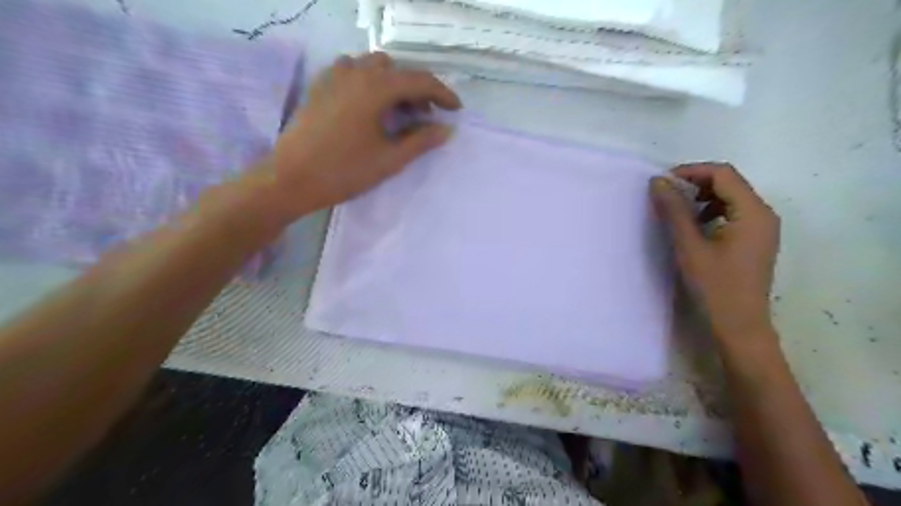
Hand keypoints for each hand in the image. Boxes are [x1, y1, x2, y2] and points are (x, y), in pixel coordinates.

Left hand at [257, 52, 459, 220]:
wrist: (292, 178)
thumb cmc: (345, 171)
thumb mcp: (390, 159)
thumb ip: (421, 140)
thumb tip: (446, 129)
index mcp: (376, 88)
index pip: (419, 81)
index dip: (443, 94)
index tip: (456, 110)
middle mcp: (356, 72)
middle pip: (397, 71)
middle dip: (417, 90)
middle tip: (425, 117)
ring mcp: (334, 76)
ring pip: (374, 67)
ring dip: (393, 84)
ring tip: (397, 111)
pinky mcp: (320, 86)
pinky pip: (352, 71)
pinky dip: (369, 82)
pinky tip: (369, 106)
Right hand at [651, 163, 778, 340]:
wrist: (739, 326)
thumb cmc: (715, 287)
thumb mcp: (690, 246)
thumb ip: (674, 211)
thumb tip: (658, 181)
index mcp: (752, 212)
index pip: (723, 174)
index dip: (691, 172)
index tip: (663, 182)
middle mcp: (763, 214)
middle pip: (729, 183)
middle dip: (696, 183)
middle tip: (666, 195)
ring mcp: (762, 228)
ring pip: (731, 197)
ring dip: (703, 197)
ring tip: (678, 211)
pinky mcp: (755, 240)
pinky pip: (733, 213)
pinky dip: (711, 211)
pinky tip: (695, 227)